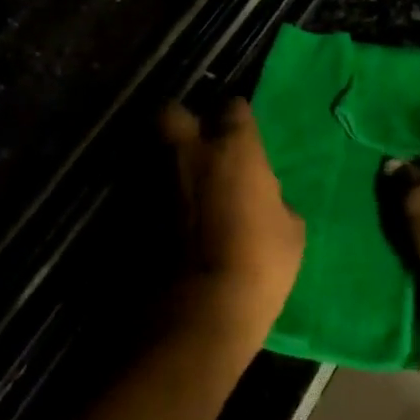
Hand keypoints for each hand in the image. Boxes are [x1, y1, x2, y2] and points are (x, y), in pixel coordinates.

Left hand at [160, 97, 304, 354]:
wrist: (197, 312)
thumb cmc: (258, 266)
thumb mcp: (291, 232)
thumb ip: (274, 199)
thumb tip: (264, 197)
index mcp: (232, 149)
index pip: (233, 108)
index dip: (237, 119)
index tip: (242, 135)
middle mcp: (187, 152)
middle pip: (173, 112)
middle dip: (183, 122)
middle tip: (196, 147)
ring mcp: (152, 179)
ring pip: (151, 149)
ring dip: (164, 162)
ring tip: (178, 185)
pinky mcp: (128, 209)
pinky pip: (140, 189)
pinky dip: (150, 197)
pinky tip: (163, 217)